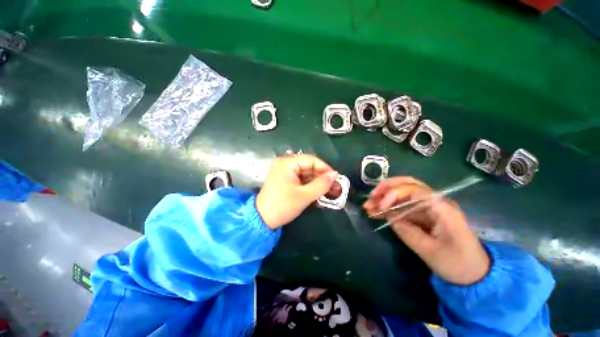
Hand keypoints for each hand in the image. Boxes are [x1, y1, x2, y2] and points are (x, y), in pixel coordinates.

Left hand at [256, 154, 337, 229]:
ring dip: (318, 182)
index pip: (311, 160)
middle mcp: (286, 164)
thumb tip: (335, 175)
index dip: (325, 168)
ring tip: (331, 191)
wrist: (262, 220)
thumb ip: (321, 184)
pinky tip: (320, 193)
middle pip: (309, 167)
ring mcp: (285, 172)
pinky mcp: (286, 180)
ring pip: (307, 174)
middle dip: (323, 177)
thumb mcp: (304, 195)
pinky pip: (302, 180)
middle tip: (336, 187)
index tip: (336, 178)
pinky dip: (311, 186)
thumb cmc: (283, 205)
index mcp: (288, 163)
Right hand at [363, 177, 489, 284]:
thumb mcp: (429, 251)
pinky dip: (388, 205)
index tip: (381, 207)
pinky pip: (403, 204)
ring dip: (384, 196)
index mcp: (442, 209)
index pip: (414, 190)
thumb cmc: (456, 264)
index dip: (394, 194)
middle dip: (386, 188)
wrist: (474, 273)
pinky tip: (376, 211)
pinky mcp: (423, 212)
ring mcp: (429, 206)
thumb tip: (387, 214)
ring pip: (403, 191)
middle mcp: (436, 201)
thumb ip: (406, 230)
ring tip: (369, 205)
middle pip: (408, 184)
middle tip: (370, 198)